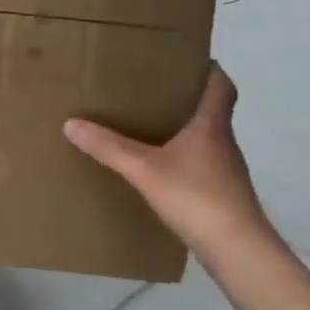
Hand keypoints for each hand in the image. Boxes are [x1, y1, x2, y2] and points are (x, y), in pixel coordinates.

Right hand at [62, 64, 272, 260]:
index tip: (183, 58)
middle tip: (148, 87)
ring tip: (144, 123)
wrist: (238, 251)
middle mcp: (222, 142)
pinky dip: (179, 156)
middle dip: (183, 96)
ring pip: (203, 136)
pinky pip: (197, 162)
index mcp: (211, 125)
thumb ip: (109, 147)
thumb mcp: (144, 170)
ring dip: (180, 127)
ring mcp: (224, 169)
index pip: (220, 85)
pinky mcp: (220, 193)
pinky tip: (156, 165)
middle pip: (209, 108)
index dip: (206, 68)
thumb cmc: (197, 198)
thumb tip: (71, 123)